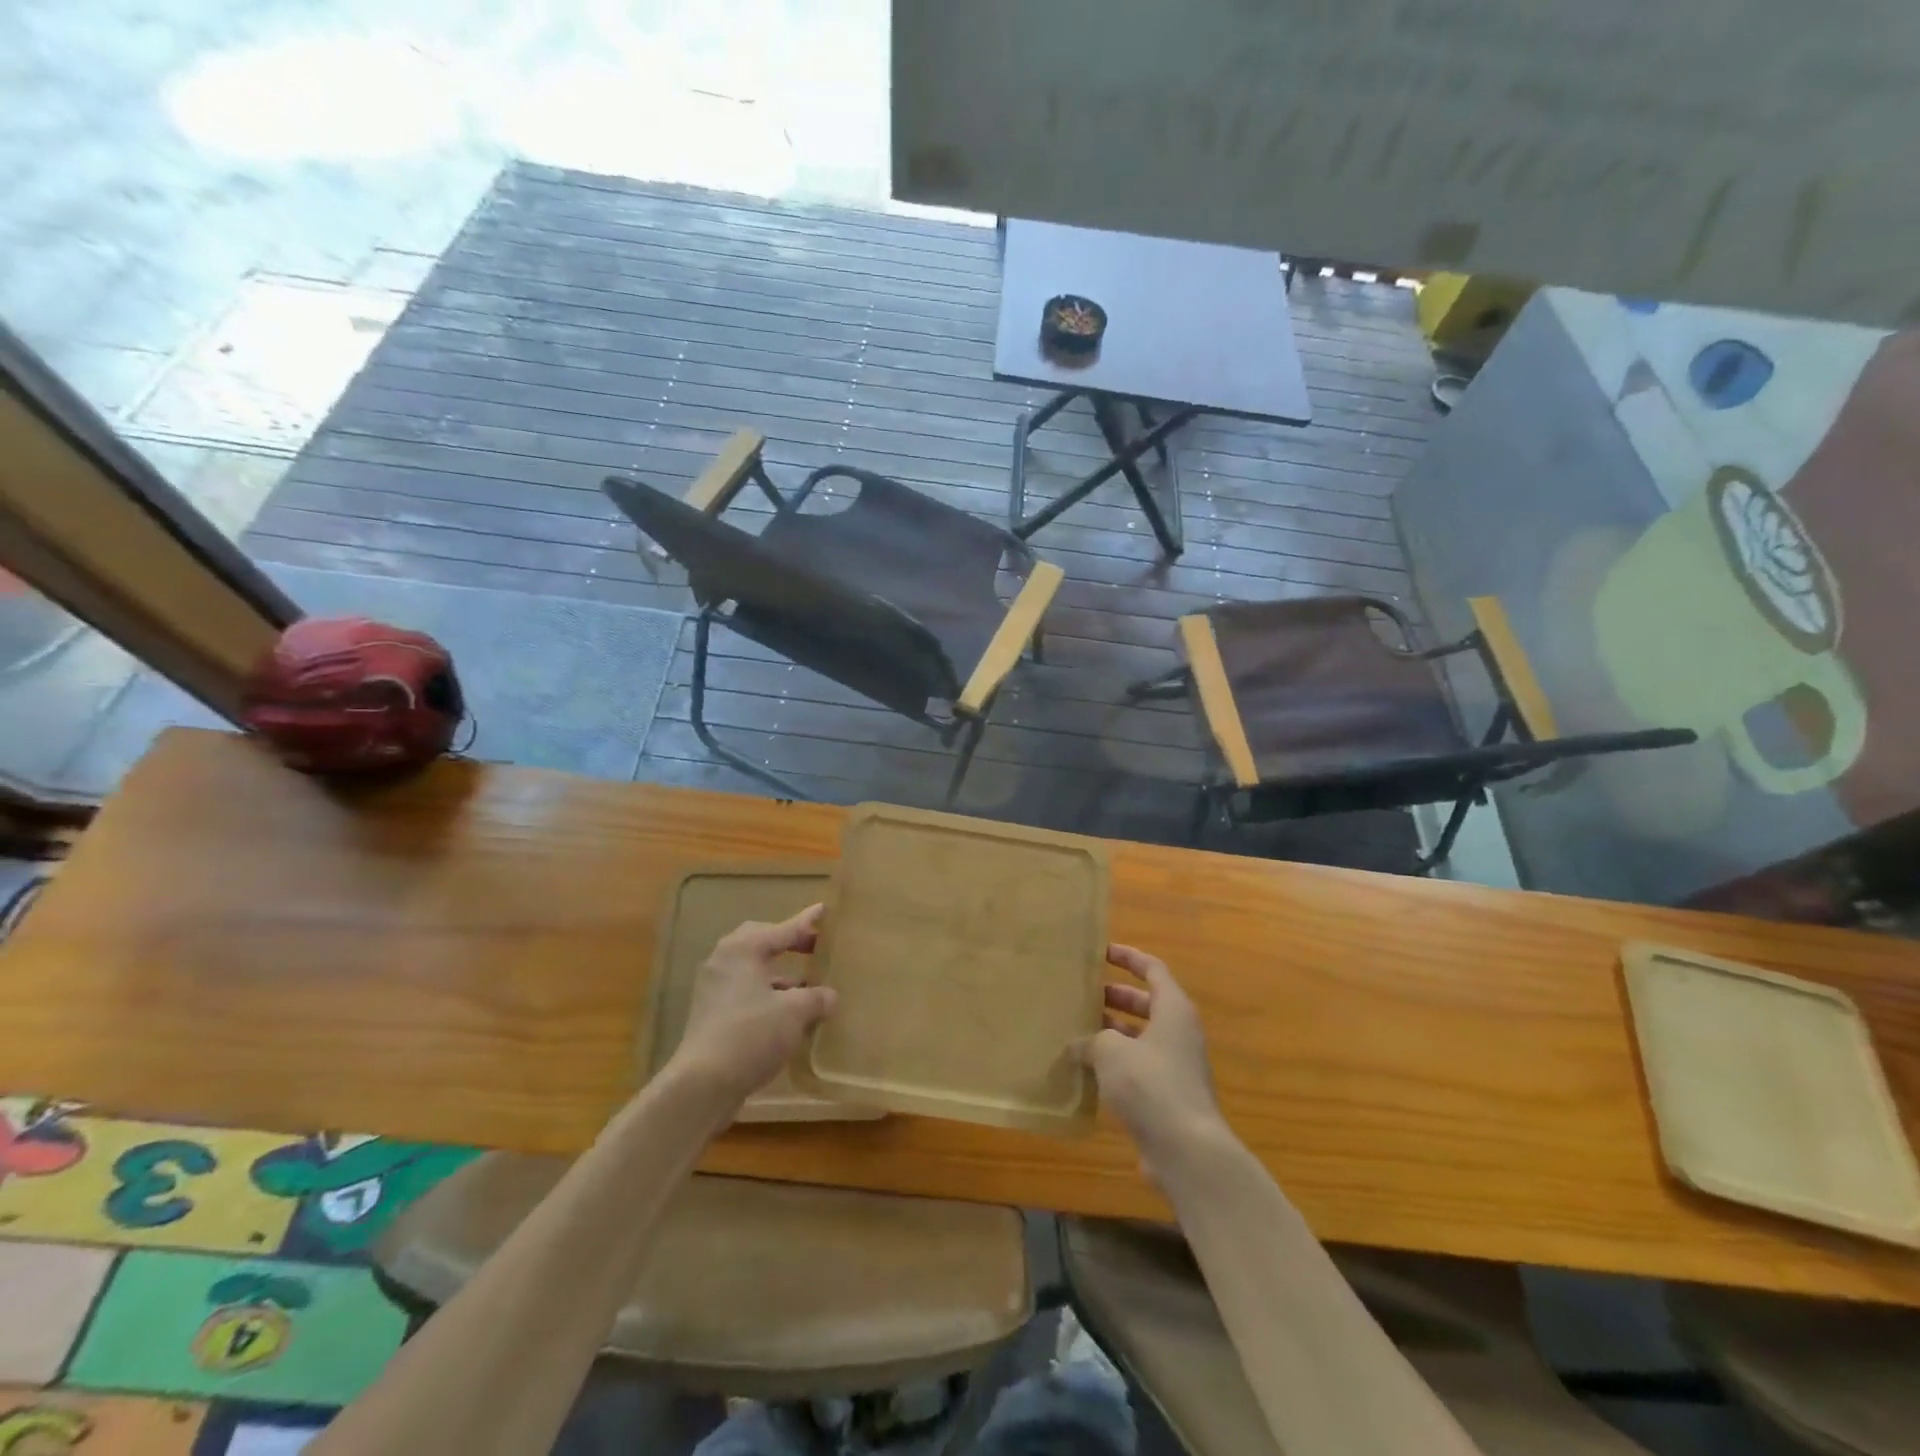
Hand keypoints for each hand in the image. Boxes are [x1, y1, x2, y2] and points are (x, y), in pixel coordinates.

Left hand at [669, 905, 837, 1109]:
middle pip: (761, 942)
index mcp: (743, 949)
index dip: (807, 922)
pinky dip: (769, 995)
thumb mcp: (794, 1012)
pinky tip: (788, 1014)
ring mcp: (714, 989)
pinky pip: (747, 993)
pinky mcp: (712, 1015)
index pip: (783, 929)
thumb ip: (816, 998)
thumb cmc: (751, 1034)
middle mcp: (725, 961)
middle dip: (789, 943)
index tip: (825, 910)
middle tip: (814, 947)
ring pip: (753, 970)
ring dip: (780, 974)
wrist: (702, 1085)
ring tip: (808, 985)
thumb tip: (829, 996)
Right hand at [1078, 945, 1229, 1176]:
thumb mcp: (1111, 1051)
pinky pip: (1139, 1068)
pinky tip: (1086, 1071)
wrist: (1187, 1150)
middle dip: (1115, 997)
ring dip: (1112, 1033)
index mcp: (1173, 1009)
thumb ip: (1091, 1040)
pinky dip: (1116, 1064)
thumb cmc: (1151, 1085)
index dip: (1128, 957)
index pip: (1152, 969)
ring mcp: (1176, 1067)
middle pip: (1146, 1003)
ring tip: (1076, 1031)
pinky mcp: (1168, 1097)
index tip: (1101, 952)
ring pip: (1141, 1038)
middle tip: (1082, 995)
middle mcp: (1179, 1033)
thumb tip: (1077, 1046)